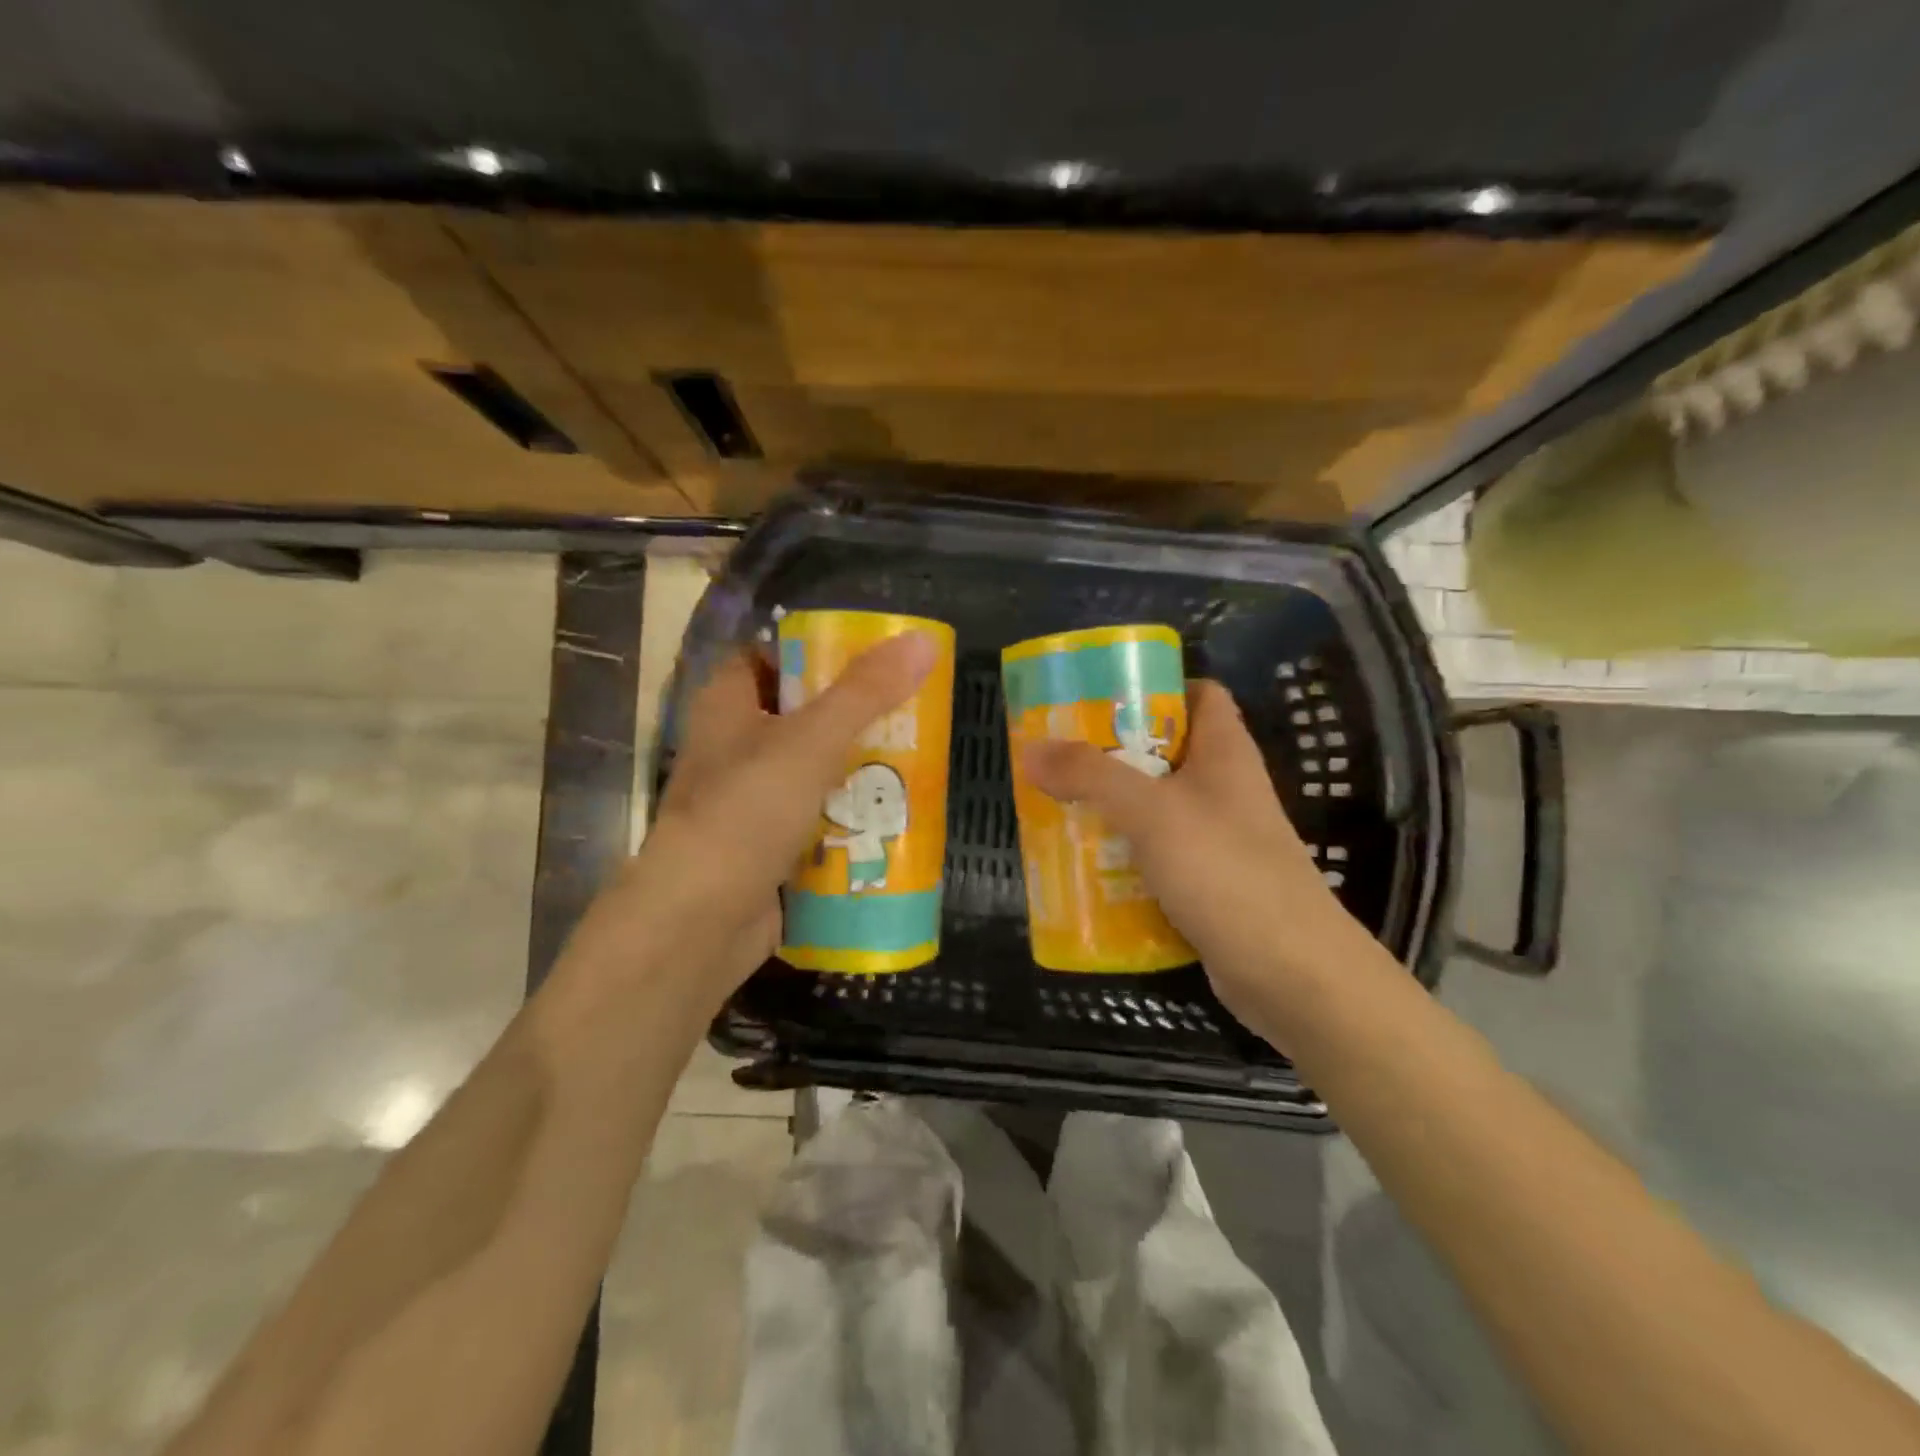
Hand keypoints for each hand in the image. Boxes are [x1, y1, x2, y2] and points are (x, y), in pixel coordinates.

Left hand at [577, 632, 938, 1010]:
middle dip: (852, 716)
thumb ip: (866, 692)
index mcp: (727, 706)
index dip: (812, 651)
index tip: (869, 655)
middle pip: (799, 716)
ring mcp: (748, 802)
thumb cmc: (746, 813)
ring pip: (811, 772)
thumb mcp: (811, 741)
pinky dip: (847, 820)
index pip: (767, 658)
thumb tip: (923, 639)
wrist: (700, 922)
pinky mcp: (766, 847)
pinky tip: (892, 819)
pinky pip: (815, 821)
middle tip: (908, 711)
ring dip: (856, 771)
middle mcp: (733, 748)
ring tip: (914, 762)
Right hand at [1022, 680, 1368, 1042]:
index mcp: (1225, 752)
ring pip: (1156, 807)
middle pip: (1166, 751)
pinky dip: (1124, 856)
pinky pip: (1156, 855)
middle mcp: (1224, 788)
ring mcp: (1218, 839)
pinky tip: (1085, 865)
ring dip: (1112, 808)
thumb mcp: (1151, 811)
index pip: (1199, 694)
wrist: (1291, 973)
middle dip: (1113, 752)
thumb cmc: (1225, 870)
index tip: (1101, 697)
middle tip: (1060, 756)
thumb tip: (1031, 748)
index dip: (1156, 686)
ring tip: (1058, 807)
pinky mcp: (1207, 883)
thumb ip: (1091, 776)